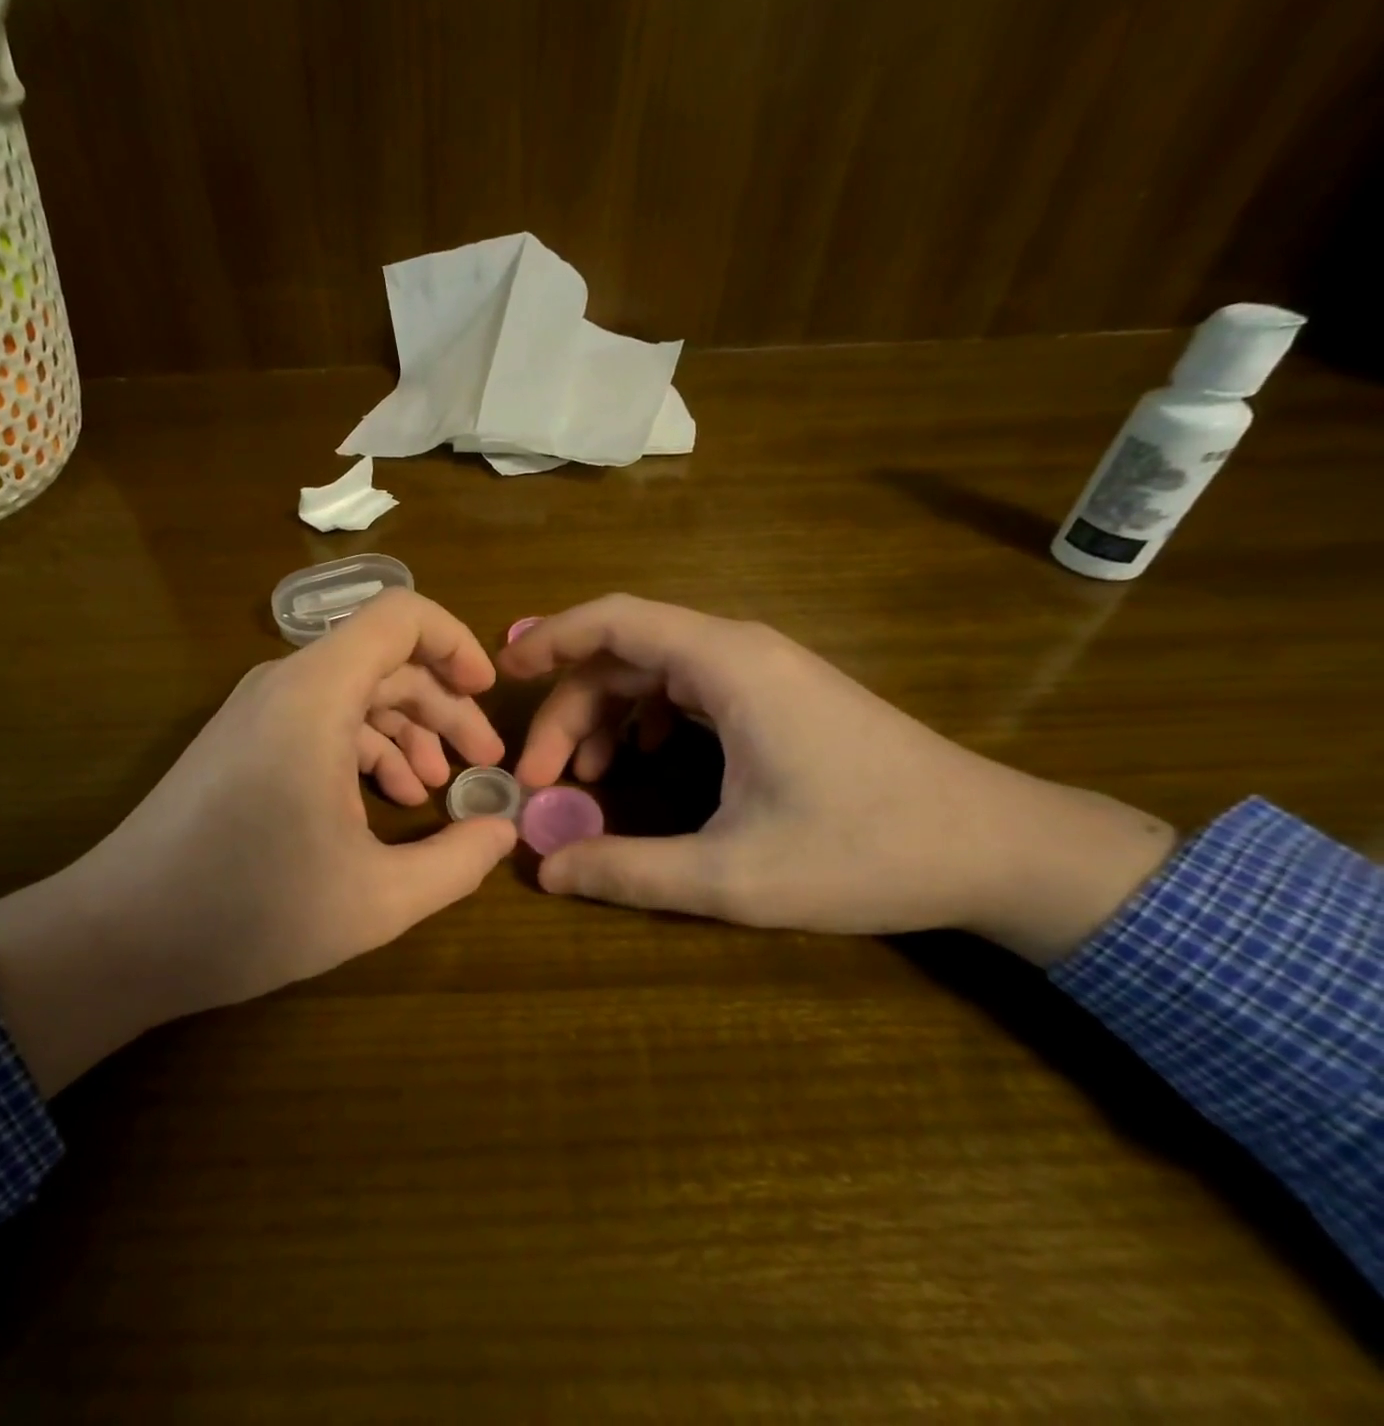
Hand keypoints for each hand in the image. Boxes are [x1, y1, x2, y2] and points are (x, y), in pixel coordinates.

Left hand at [0, 590, 516, 1094]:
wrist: (119, 938)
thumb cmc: (250, 911)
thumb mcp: (376, 899)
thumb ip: (457, 862)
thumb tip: (504, 830)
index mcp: (315, 695)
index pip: (401, 616)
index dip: (456, 643)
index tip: (490, 695)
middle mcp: (284, 686)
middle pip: (384, 662)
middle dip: (444, 707)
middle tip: (484, 763)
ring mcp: (257, 713)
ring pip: (353, 695)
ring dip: (406, 733)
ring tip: (438, 788)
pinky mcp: (242, 743)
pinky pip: (319, 722)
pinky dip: (363, 751)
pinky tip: (384, 805)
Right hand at [498, 596, 1176, 965]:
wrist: (998, 848)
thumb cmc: (867, 852)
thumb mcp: (733, 876)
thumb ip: (628, 871)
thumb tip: (545, 871)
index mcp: (727, 667)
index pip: (614, 621)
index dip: (549, 638)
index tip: (501, 673)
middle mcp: (739, 652)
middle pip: (622, 655)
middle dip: (568, 710)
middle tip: (539, 780)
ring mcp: (761, 672)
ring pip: (651, 673)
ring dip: (602, 718)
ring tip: (580, 780)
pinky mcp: (775, 696)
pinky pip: (684, 691)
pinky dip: (643, 721)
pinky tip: (638, 764)